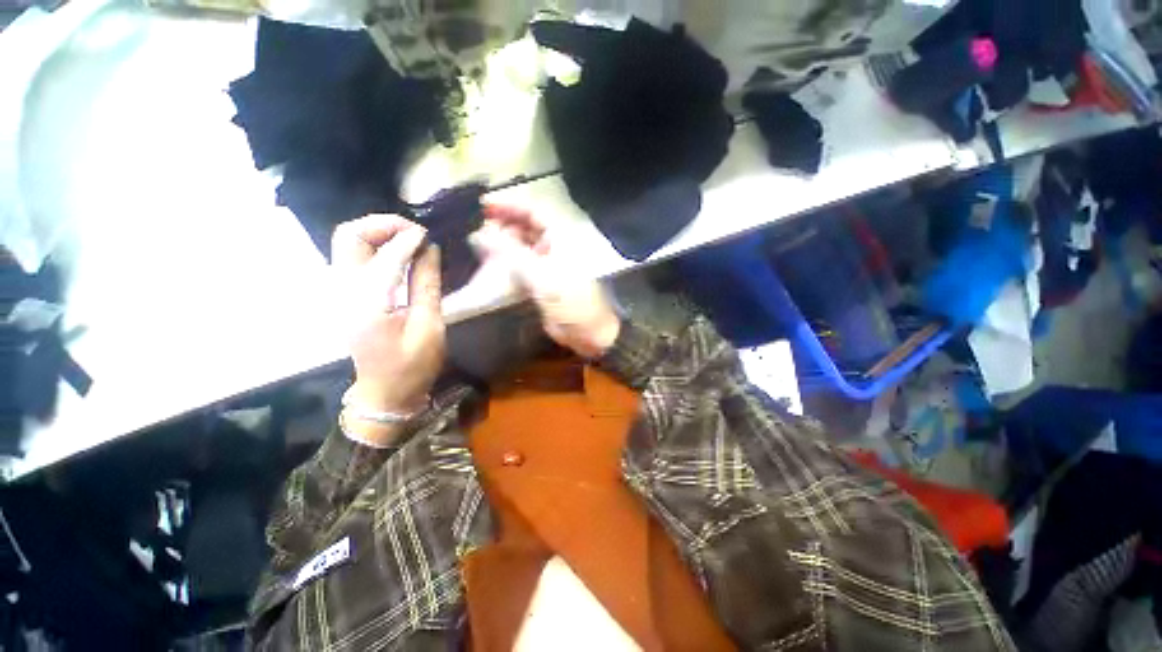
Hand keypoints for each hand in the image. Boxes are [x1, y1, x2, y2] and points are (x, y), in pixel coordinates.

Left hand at [332, 215, 444, 445]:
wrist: (386, 392)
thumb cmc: (413, 365)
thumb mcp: (429, 326)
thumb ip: (427, 284)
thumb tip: (429, 248)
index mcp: (369, 304)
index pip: (385, 256)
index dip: (409, 239)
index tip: (430, 234)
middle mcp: (345, 291)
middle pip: (349, 236)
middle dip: (382, 225)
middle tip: (414, 231)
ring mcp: (341, 292)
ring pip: (348, 242)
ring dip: (377, 232)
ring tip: (410, 239)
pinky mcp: (347, 295)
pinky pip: (355, 256)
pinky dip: (376, 245)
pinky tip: (400, 253)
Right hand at [470, 205, 619, 357]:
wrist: (588, 332)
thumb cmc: (570, 301)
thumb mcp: (541, 276)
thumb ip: (511, 254)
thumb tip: (481, 234)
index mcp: (560, 237)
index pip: (533, 210)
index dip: (509, 205)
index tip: (483, 206)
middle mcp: (554, 246)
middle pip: (526, 226)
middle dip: (503, 223)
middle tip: (477, 227)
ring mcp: (548, 263)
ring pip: (522, 245)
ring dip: (502, 243)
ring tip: (479, 244)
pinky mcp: (541, 280)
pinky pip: (521, 264)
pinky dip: (506, 262)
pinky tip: (490, 263)